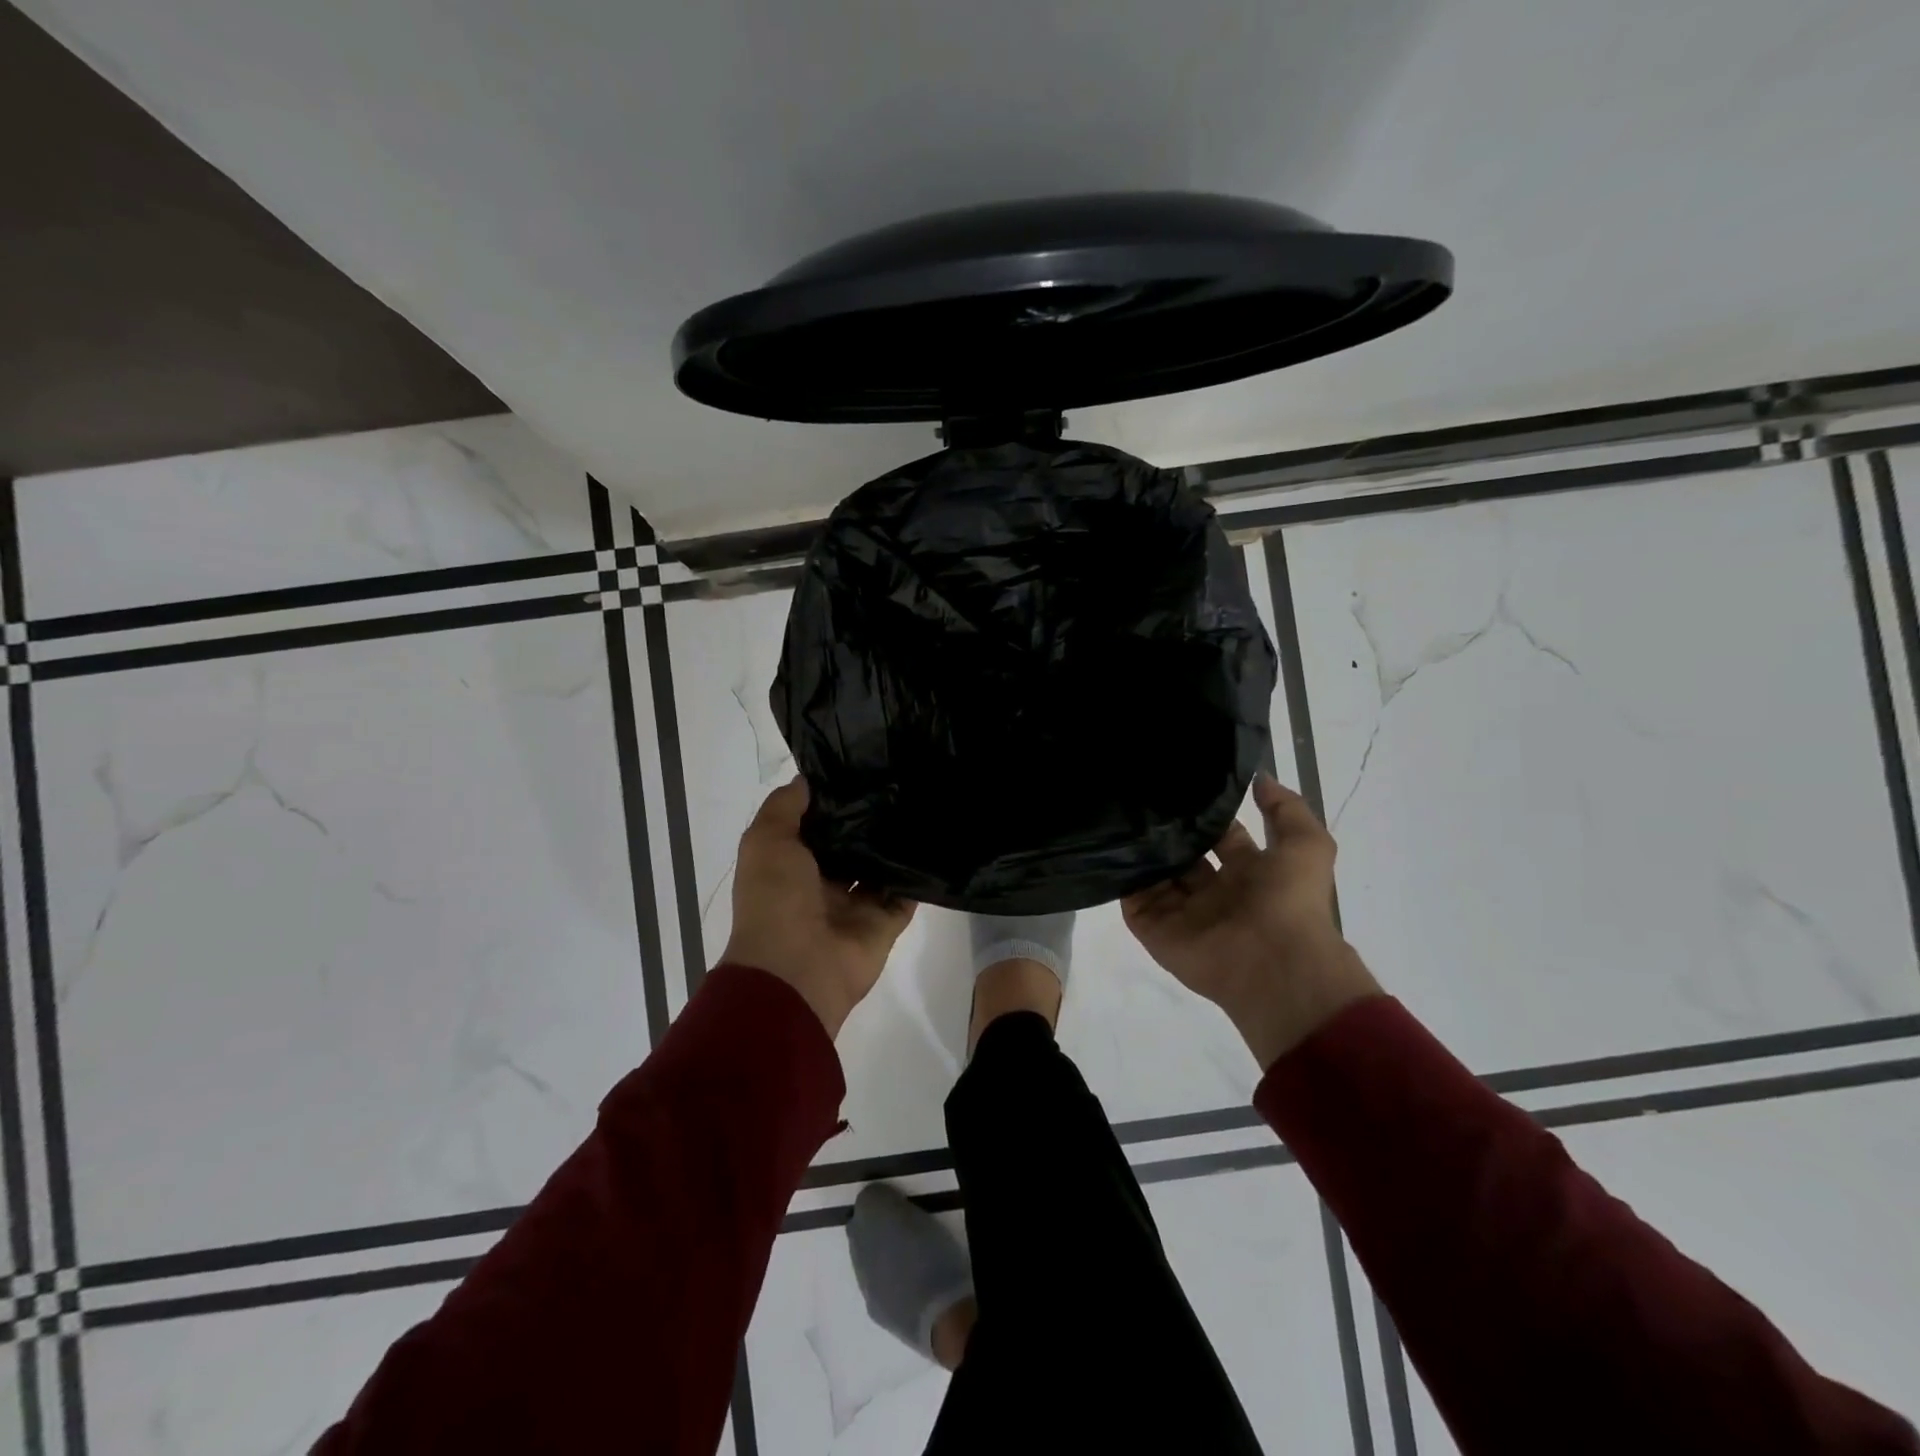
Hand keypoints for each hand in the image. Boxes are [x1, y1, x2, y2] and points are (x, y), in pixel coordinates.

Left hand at [721, 778, 916, 1037]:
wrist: (797, 969)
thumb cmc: (775, 898)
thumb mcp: (766, 840)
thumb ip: (784, 807)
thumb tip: (807, 779)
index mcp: (790, 866)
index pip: (816, 826)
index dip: (832, 799)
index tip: (858, 768)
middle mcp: (822, 884)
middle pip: (850, 846)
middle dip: (868, 819)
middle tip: (897, 780)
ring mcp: (855, 905)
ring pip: (879, 868)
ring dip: (894, 844)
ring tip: (920, 803)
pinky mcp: (884, 923)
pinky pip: (905, 895)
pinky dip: (917, 876)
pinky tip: (933, 842)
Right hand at [1123, 775, 1380, 1068]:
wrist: (1274, 964)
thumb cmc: (1290, 902)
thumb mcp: (1307, 845)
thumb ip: (1286, 808)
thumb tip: (1258, 777)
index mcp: (1249, 875)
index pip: (1220, 837)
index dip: (1207, 816)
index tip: (1182, 786)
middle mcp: (1214, 893)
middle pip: (1183, 856)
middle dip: (1168, 832)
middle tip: (1143, 797)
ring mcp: (1182, 913)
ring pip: (1156, 876)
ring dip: (1143, 852)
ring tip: (1119, 814)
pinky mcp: (1156, 930)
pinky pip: (1132, 901)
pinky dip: (1121, 880)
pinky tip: (1110, 847)